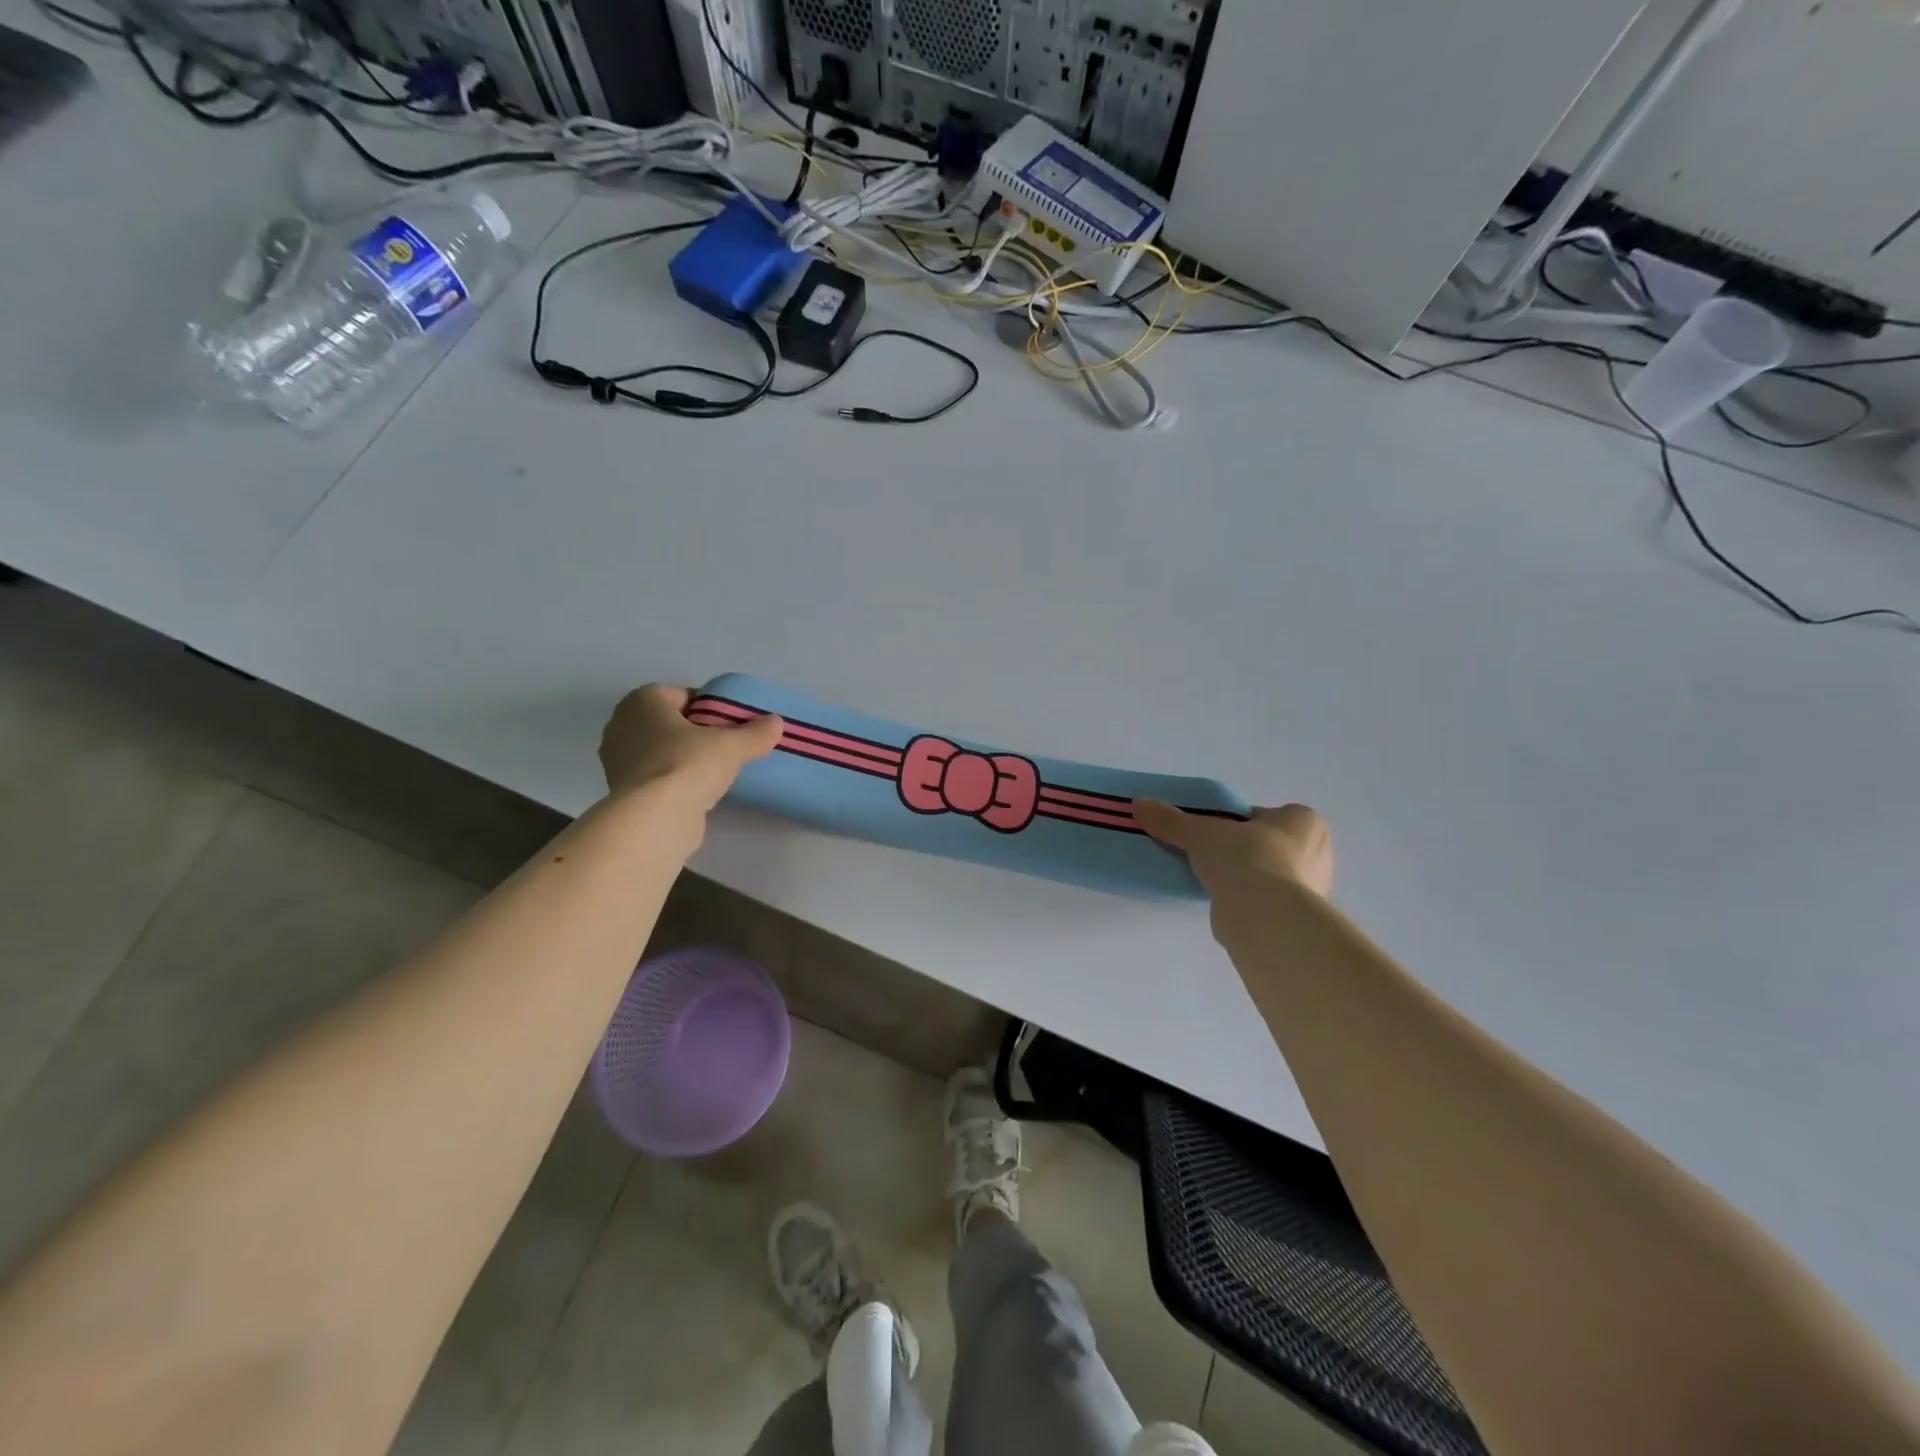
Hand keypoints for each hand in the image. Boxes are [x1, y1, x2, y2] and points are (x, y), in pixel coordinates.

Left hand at [599, 685, 783, 810]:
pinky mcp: (623, 793)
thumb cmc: (687, 765)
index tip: (731, 723)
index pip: (681, 695)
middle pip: (670, 723)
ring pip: (661, 751)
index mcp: (642, 702)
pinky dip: (674, 782)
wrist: (653, 820)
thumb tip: (776, 722)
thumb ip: (755, 733)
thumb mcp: (732, 745)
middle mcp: (622, 725)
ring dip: (685, 758)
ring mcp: (617, 761)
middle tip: (726, 746)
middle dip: (696, 732)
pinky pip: (656, 777)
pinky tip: (698, 793)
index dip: (709, 706)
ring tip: (716, 772)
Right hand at [1136, 801, 1334, 903]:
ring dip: (1245, 878)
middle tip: (1211, 855)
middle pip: (1269, 845)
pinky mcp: (1297, 918)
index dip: (1237, 822)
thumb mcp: (1200, 832)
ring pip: (1270, 875)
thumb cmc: (1245, 858)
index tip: (1213, 833)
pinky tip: (1224, 903)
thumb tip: (1138, 804)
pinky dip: (1248, 902)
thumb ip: (1171, 820)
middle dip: (1244, 850)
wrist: (1265, 916)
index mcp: (1304, 820)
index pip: (1265, 816)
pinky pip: (1267, 902)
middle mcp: (1318, 852)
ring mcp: (1312, 889)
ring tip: (1212, 881)